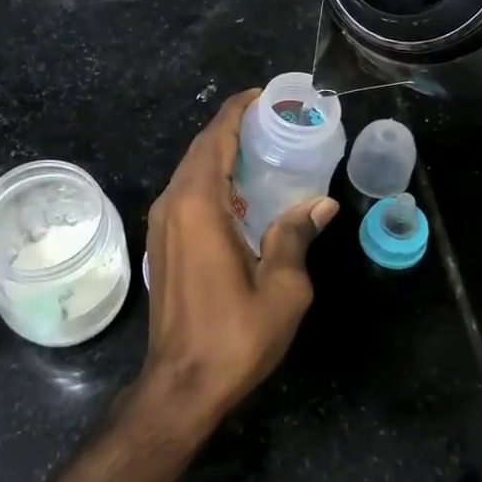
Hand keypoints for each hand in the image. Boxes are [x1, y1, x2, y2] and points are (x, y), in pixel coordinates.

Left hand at [140, 89, 338, 426]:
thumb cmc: (234, 335)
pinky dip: (211, 178)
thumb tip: (321, 204)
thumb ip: (296, 236)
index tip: (262, 96)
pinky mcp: (161, 244)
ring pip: (190, 171)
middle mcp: (172, 205)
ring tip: (260, 149)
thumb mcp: (282, 287)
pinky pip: (185, 193)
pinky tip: (240, 192)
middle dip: (232, 128)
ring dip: (220, 153)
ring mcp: (161, 225)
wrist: (181, 384)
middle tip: (271, 121)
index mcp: (198, 206)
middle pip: (201, 150)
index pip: (216, 139)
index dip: (237, 112)